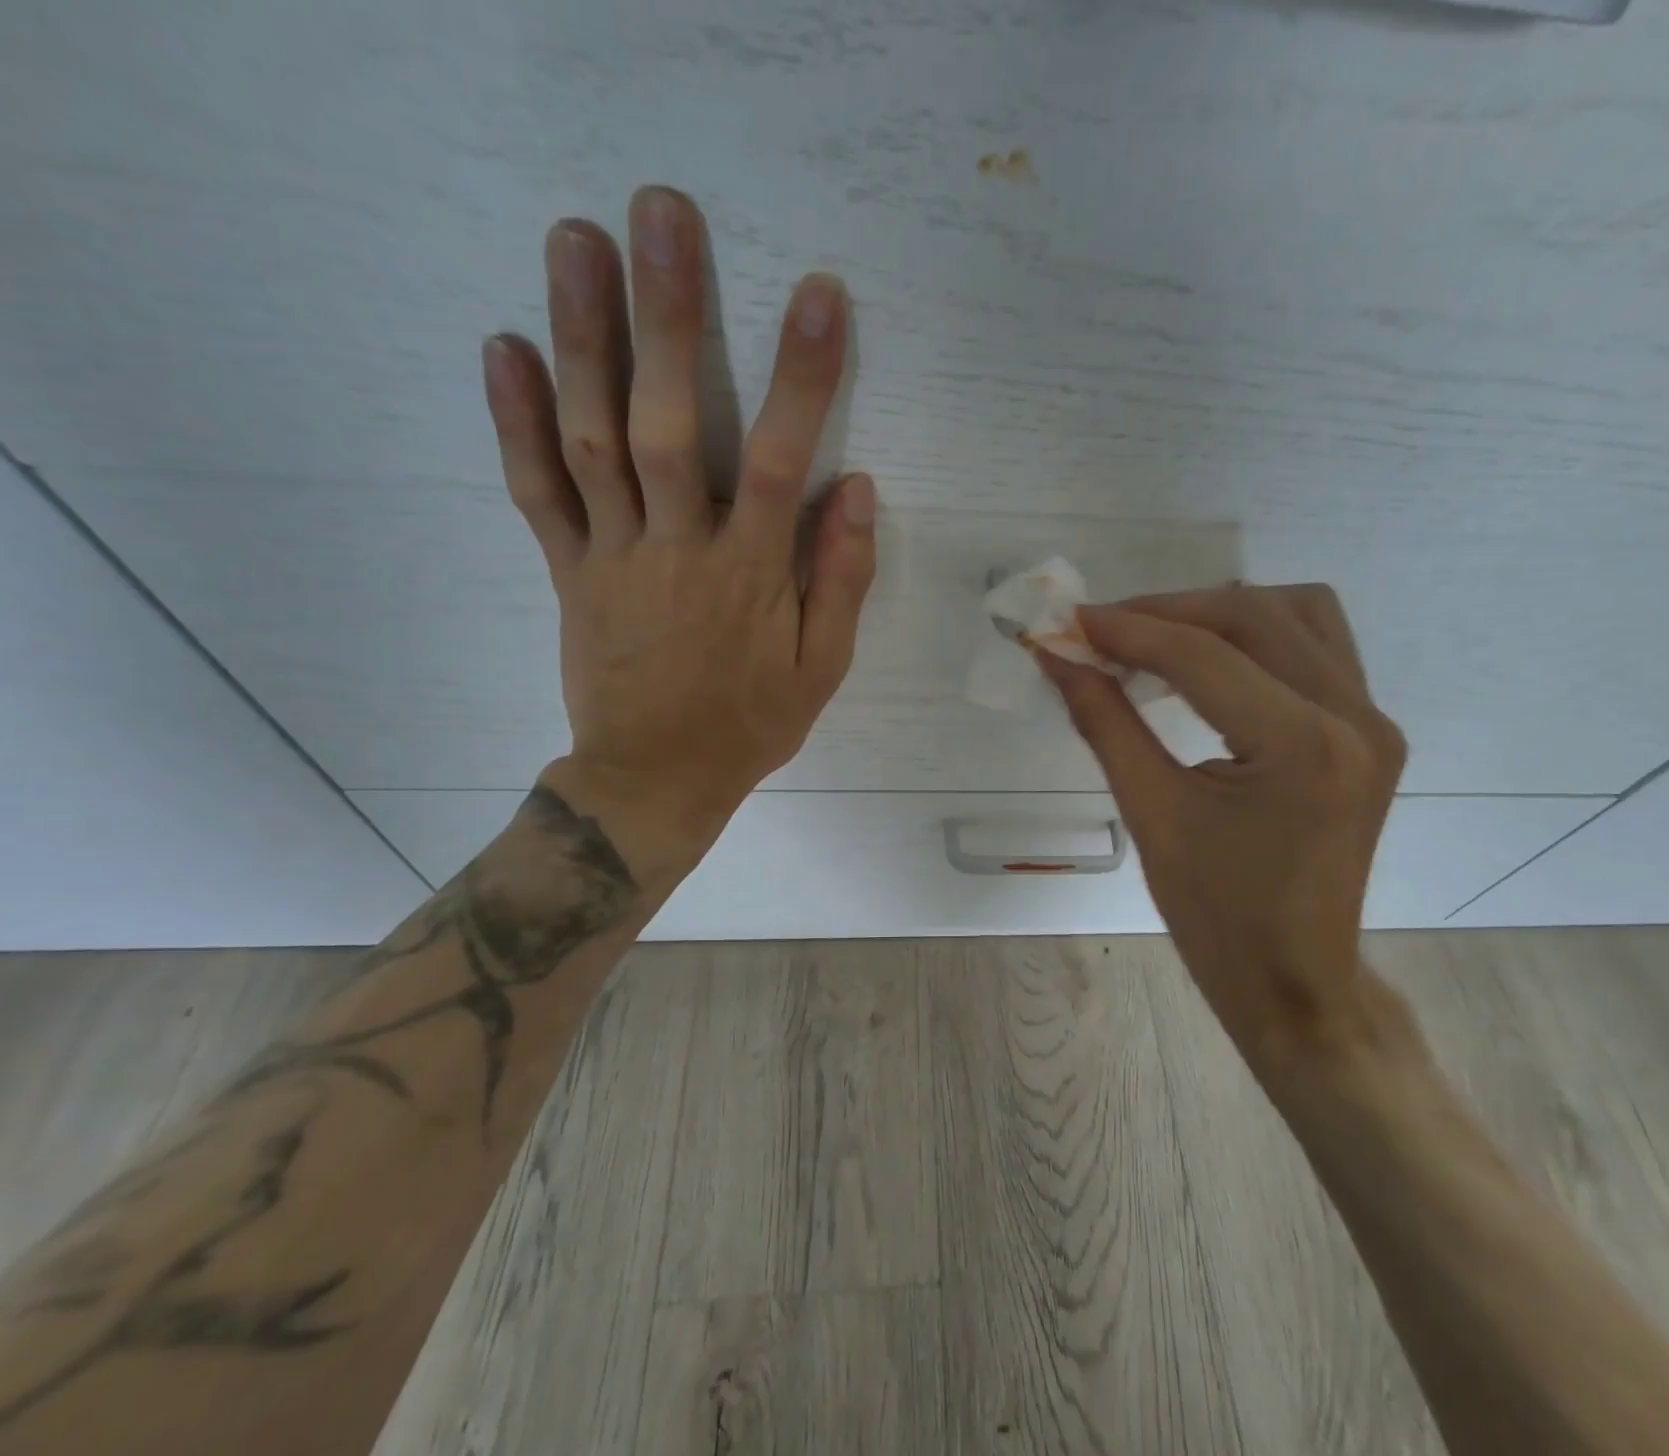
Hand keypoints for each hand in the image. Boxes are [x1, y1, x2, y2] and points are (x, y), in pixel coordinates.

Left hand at [480, 186, 874, 866]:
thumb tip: (858, 491)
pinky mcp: (568, 570)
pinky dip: (515, 420)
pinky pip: (537, 491)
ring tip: (575, 239)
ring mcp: (612, 555)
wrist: (654, 779)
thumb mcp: (821, 669)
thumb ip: (842, 580)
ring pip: (592, 438)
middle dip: (668, 315)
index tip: (819, 295)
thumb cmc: (749, 724)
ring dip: (581, 336)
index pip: (780, 461)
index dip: (802, 377)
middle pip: (669, 422)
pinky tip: (504, 346)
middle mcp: (677, 549)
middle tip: (661, 212)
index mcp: (750, 576)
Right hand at [1042, 585, 1418, 1084]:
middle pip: (1253, 616)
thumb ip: (1104, 722)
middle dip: (1168, 611)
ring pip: (1297, 613)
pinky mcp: (1370, 731)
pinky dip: (1259, 634)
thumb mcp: (1150, 814)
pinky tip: (1212, 657)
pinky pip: (1318, 646)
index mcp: (1302, 747)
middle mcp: (1353, 718)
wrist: (1294, 978)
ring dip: (1220, 611)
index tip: (1069, 621)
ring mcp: (1373, 721)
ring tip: (1156, 635)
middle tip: (1103, 629)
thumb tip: (1059, 658)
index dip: (1127, 630)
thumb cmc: (1215, 914)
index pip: (1202, 656)